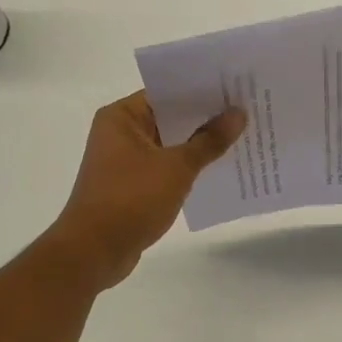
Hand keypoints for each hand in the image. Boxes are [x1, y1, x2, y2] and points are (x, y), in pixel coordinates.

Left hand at [47, 92, 245, 289]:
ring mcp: (124, 160)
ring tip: (242, 136)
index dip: (202, 90)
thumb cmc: (131, 199)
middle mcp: (120, 132)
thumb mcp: (177, 167)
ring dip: (200, 144)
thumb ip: (210, 140)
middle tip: (247, 110)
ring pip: (170, 143)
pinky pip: (166, 166)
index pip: (168, 92)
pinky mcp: (132, 185)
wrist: (93, 252)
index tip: (236, 88)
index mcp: (122, 117)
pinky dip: (189, 166)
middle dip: (206, 117)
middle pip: (170, 117)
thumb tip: (239, 113)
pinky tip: (220, 167)